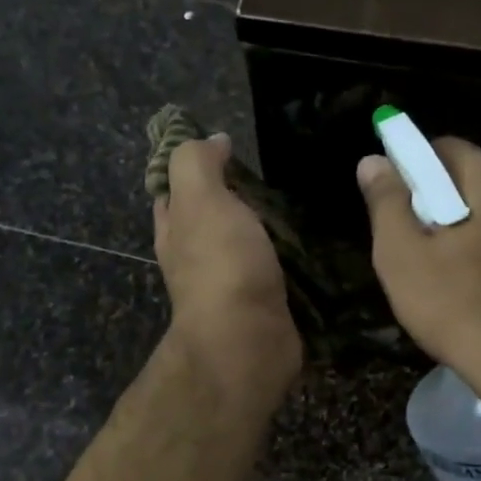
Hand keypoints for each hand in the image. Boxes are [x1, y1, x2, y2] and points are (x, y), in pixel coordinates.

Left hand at [155, 135, 301, 400]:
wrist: (248, 340)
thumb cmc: (221, 265)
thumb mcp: (200, 199)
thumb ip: (197, 163)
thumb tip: (212, 140)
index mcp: (175, 230)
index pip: (173, 191)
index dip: (192, 168)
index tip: (226, 148)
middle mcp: (194, 258)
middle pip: (209, 219)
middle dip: (232, 198)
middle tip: (271, 175)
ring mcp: (228, 285)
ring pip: (242, 245)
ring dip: (263, 228)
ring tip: (298, 204)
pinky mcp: (261, 305)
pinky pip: (271, 271)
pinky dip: (285, 256)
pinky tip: (308, 243)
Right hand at [357, 139, 480, 391]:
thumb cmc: (458, 308)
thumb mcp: (402, 256)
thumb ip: (386, 202)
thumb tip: (373, 160)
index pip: (441, 148)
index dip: (409, 170)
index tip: (392, 207)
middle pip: (470, 178)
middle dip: (438, 202)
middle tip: (414, 247)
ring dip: (467, 228)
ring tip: (446, 274)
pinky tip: (478, 288)